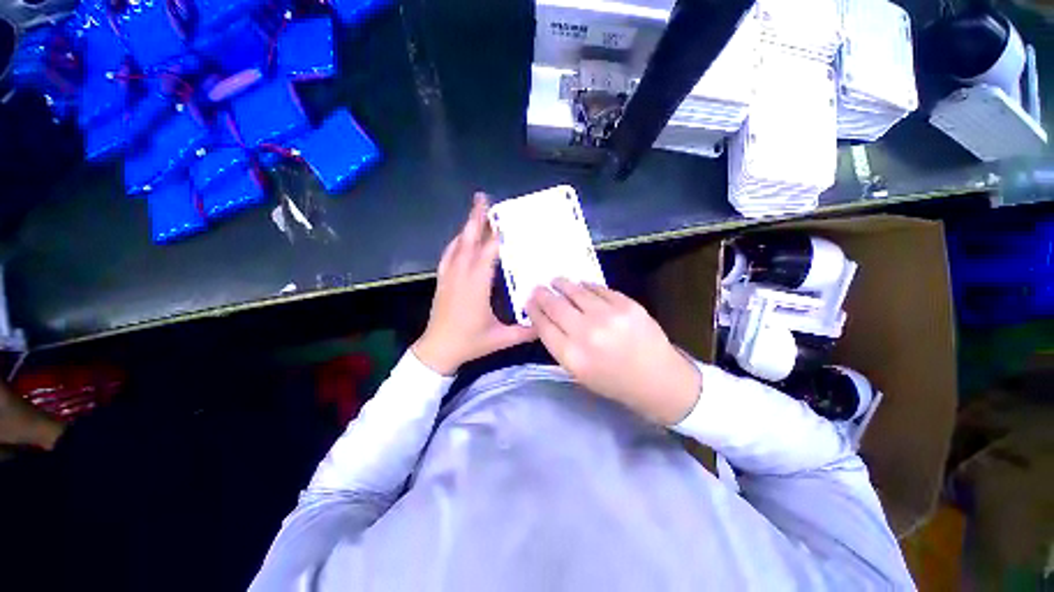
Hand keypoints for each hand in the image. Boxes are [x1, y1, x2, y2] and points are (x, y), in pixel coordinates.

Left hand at [412, 194, 536, 374]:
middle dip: (476, 218)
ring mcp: (449, 276)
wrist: (437, 350)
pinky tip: (461, 237)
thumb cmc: (470, 343)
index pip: (488, 253)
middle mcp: (461, 275)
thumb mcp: (501, 339)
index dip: (497, 235)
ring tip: (476, 211)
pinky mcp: (443, 280)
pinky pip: (449, 254)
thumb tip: (546, 321)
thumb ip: (526, 331)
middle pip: (468, 240)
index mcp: (476, 286)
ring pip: (457, 244)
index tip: (507, 218)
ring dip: (467, 226)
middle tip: (483, 198)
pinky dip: (456, 241)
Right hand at [526, 278, 700, 424]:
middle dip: (543, 294)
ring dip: (562, 284)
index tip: (529, 302)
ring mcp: (608, 316)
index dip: (534, 311)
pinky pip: (598, 289)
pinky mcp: (627, 304)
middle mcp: (587, 334)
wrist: (658, 380)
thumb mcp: (579, 372)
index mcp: (572, 356)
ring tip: (556, 281)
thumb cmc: (614, 382)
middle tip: (538, 288)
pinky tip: (581, 286)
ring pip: (575, 291)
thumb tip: (545, 319)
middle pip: (555, 306)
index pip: (543, 326)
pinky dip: (586, 286)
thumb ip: (560, 345)